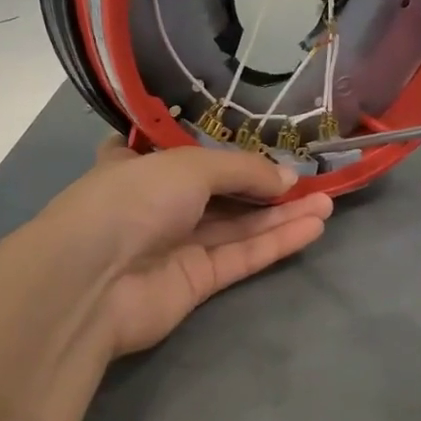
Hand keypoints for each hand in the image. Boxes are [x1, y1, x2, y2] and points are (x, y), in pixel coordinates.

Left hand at [39, 139, 332, 360]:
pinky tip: (313, 225)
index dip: (223, 146)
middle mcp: (160, 202)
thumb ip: (244, 170)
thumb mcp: (191, 165)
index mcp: (142, 164)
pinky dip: (276, 241)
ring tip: (328, 201)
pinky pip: (243, 255)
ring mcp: (178, 243)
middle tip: (313, 177)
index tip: (262, 139)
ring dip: (282, 214)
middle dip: (266, 184)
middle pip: (223, 190)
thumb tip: (288, 179)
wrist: (92, 281)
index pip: (184, 151)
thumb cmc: (133, 199)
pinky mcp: (197, 281)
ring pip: (239, 225)